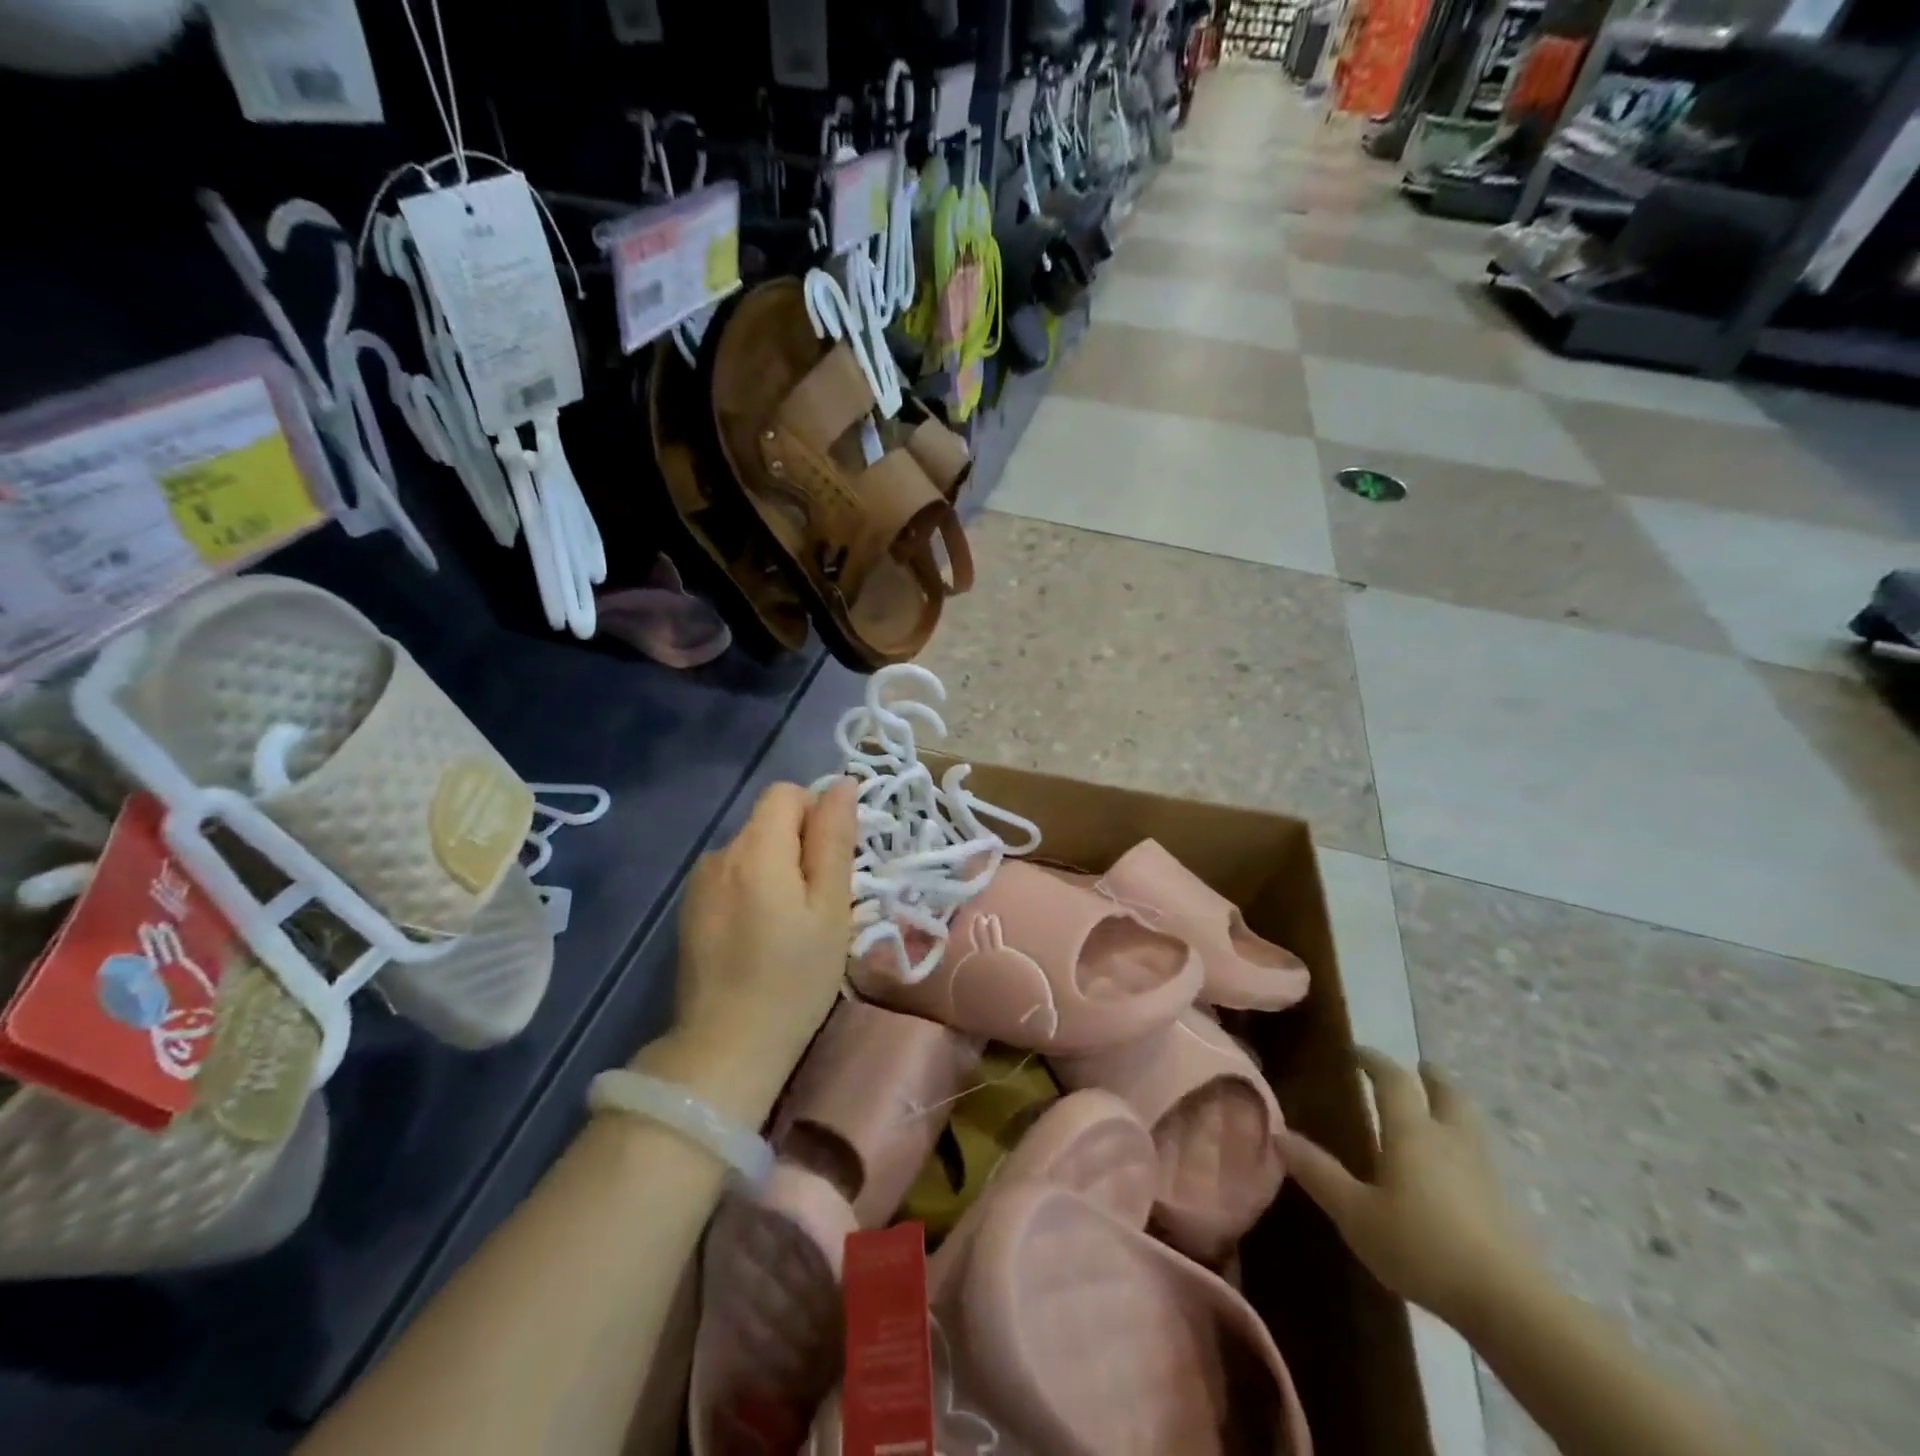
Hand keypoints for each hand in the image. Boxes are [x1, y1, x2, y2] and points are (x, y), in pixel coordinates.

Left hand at [637, 779, 856, 1125]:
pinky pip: (732, 877)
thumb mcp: (830, 908)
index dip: (816, 815)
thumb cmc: (794, 979)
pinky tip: (760, 935)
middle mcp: (719, 854)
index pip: (786, 793)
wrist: (726, 1049)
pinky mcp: (689, 911)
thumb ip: (833, 840)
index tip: (832, 864)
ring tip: (791, 923)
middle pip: (767, 820)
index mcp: (755, 849)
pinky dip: (753, 889)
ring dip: (776, 868)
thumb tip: (841, 784)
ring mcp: (698, 884)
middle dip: (798, 844)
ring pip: (751, 849)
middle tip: (820, 902)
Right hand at [1280, 1048, 1538, 1330]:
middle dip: (1429, 1077)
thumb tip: (1278, 1132)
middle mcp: (1449, 1139)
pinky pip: (1479, 1155)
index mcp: (1411, 1131)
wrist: (1508, 1304)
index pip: (1393, 1079)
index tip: (1356, 1053)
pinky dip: (1462, 1145)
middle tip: (1415, 1071)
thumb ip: (1318, 1172)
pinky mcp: (1503, 1203)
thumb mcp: (1355, 1213)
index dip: (1374, 1060)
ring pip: (1468, 1122)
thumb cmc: (1421, 1247)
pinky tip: (1452, 1169)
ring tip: (1433, 1114)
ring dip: (1450, 1108)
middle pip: (1446, 1092)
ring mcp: (1482, 1170)